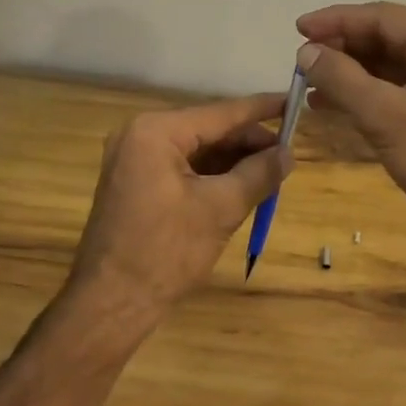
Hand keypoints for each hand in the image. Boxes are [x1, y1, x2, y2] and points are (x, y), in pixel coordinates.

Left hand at [63, 93, 290, 335]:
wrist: (110, 304)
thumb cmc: (166, 252)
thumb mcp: (220, 209)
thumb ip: (259, 174)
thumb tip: (289, 153)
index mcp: (155, 131)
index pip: (221, 113)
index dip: (262, 109)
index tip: (294, 101)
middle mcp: (140, 135)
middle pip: (208, 130)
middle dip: (248, 143)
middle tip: (288, 156)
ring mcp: (134, 159)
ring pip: (197, 150)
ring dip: (233, 161)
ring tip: (271, 174)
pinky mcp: (135, 183)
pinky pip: (182, 168)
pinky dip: (213, 176)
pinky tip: (242, 187)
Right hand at [295, 2, 405, 263]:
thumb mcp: (385, 116)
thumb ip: (342, 78)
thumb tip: (306, 52)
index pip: (382, 17)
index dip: (337, 20)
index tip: (298, 28)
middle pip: (383, 37)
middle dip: (340, 46)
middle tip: (300, 59)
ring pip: (383, 63)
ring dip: (345, 70)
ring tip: (306, 82)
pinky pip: (389, 88)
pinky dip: (358, 92)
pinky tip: (325, 103)